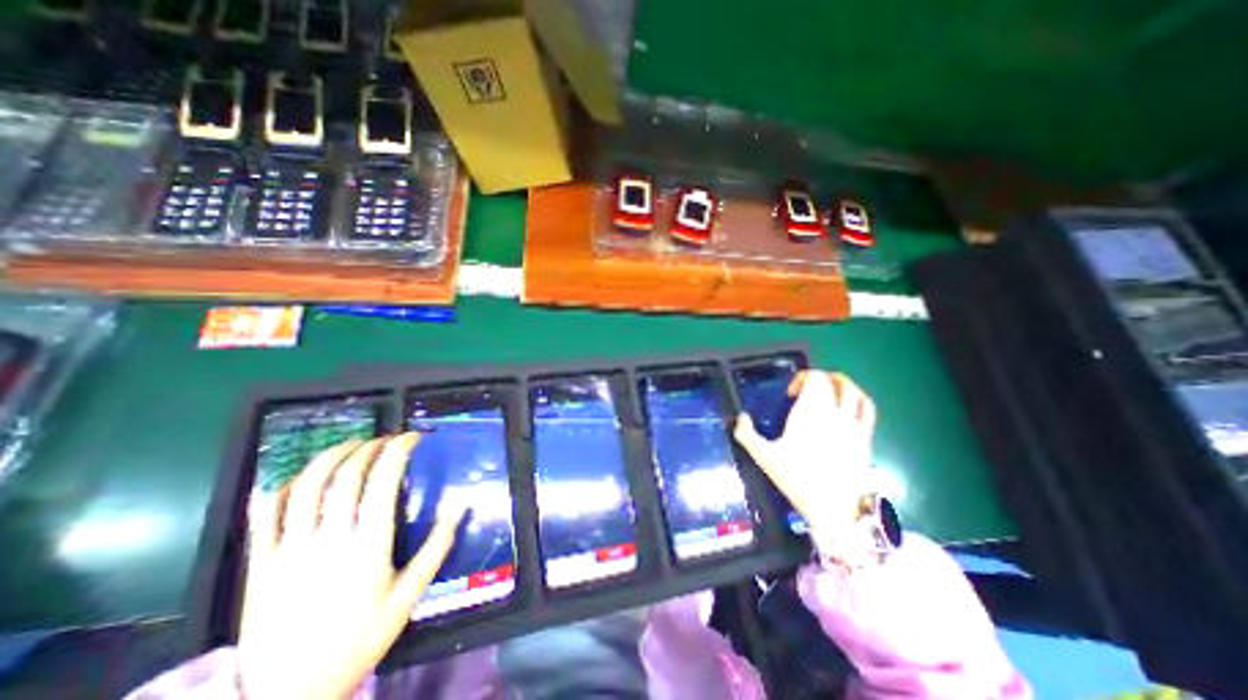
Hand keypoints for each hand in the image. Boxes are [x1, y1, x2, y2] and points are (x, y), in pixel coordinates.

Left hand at [238, 432, 460, 698]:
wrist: (289, 694)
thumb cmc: (360, 639)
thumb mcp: (410, 596)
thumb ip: (437, 547)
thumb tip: (460, 505)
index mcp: (368, 544)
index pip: (383, 480)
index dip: (398, 450)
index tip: (412, 438)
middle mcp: (329, 539)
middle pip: (346, 475)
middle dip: (370, 447)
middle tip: (386, 440)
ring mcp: (289, 550)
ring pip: (305, 486)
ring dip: (330, 457)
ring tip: (350, 446)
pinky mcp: (260, 564)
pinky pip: (263, 516)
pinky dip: (279, 489)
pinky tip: (295, 479)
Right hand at [734, 373, 880, 558]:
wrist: (835, 508)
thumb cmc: (797, 478)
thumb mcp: (764, 456)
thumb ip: (746, 434)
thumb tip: (741, 417)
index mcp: (809, 411)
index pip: (814, 378)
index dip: (803, 378)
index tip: (790, 394)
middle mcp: (834, 411)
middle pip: (834, 380)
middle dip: (820, 379)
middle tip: (807, 391)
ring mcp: (853, 424)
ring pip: (854, 391)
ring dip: (842, 384)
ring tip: (830, 390)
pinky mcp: (866, 437)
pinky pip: (868, 409)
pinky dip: (859, 399)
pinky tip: (850, 407)